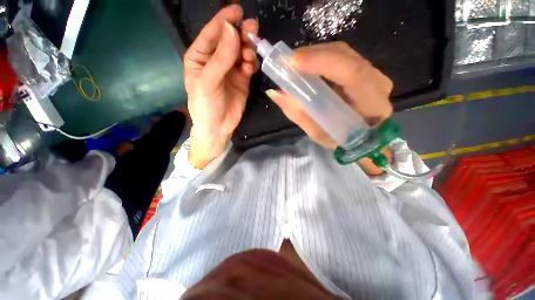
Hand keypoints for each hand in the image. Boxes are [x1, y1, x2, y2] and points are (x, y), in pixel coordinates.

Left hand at [184, 5, 257, 168]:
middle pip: (230, 41)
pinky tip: (251, 67)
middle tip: (252, 31)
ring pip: (241, 52)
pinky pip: (248, 66)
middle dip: (241, 34)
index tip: (238, 10)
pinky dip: (251, 64)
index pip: (212, 34)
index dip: (224, 21)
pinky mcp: (242, 80)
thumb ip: (221, 58)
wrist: (218, 128)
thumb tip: (232, 30)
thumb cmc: (206, 106)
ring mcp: (230, 70)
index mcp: (200, 57)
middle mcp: (216, 61)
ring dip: (248, 50)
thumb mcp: (208, 82)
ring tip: (250, 55)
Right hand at [266, 42, 392, 174]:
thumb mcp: (319, 134)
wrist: (364, 140)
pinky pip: (343, 57)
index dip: (322, 62)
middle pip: (346, 57)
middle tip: (288, 62)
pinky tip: (308, 65)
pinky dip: (322, 58)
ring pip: (344, 53)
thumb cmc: (342, 140)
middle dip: (314, 54)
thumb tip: (276, 93)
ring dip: (316, 54)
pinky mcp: (365, 72)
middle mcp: (377, 83)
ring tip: (295, 63)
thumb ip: (299, 114)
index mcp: (371, 104)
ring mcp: (373, 74)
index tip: (293, 62)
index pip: (352, 74)